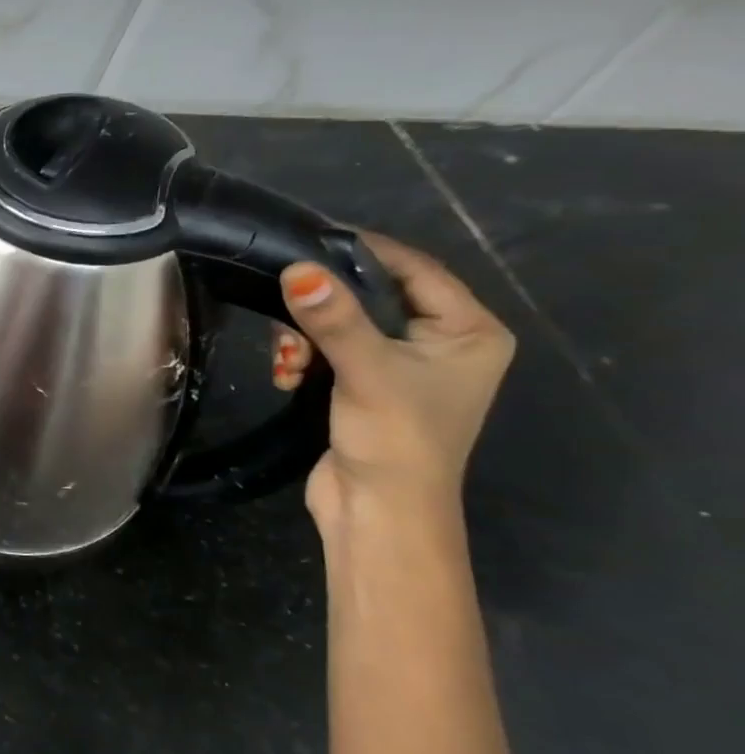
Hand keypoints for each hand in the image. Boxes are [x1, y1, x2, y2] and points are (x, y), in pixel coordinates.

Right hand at [272, 234, 513, 533]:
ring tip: (285, 362)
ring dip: (305, 339)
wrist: (377, 513)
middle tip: (287, 320)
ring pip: (343, 326)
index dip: (364, 253)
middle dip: (322, 308)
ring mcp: (402, 369)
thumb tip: (297, 269)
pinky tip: (286, 376)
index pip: (416, 270)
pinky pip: (330, 353)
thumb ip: (334, 318)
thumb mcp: (366, 371)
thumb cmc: (394, 439)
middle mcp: (441, 345)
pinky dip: (304, 359)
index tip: (310, 241)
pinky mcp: (364, 389)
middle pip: (372, 298)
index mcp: (468, 333)